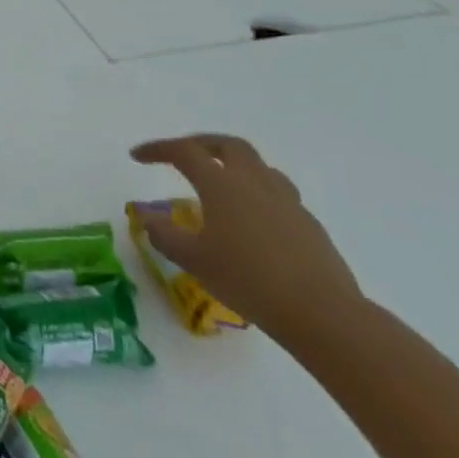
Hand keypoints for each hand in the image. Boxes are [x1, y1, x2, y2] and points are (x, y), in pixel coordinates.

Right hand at [129, 133, 363, 343]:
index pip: (184, 152)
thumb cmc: (248, 280)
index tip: (137, 157)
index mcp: (222, 185)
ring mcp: (287, 202)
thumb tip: (148, 218)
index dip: (157, 149)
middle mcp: (255, 183)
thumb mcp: (193, 260)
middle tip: (181, 155)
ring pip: (258, 166)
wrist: (321, 313)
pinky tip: (250, 220)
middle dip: (200, 144)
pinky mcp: (308, 224)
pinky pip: (278, 194)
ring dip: (233, 165)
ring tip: (219, 183)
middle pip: (228, 145)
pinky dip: (256, 193)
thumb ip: (165, 235)